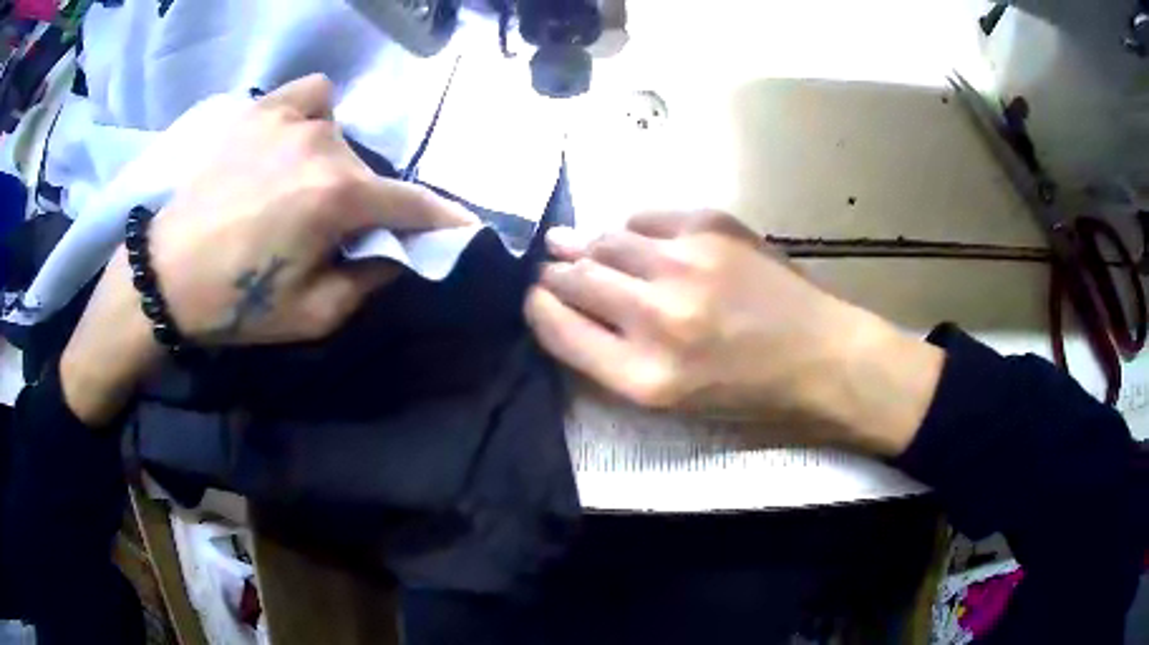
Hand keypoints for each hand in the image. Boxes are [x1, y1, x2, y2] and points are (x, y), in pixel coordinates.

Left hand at [61, 74, 475, 425]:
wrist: (167, 276)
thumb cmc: (237, 303)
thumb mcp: (315, 315)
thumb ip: (371, 280)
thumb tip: (398, 250)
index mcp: (338, 197)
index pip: (413, 203)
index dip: (443, 218)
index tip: (462, 226)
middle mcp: (324, 144)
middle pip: (371, 173)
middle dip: (365, 206)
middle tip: (331, 233)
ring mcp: (291, 118)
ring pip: (343, 136)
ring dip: (336, 167)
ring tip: (299, 188)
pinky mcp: (261, 109)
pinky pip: (312, 96)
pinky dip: (315, 115)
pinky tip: (293, 139)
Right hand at [525, 211, 943, 455]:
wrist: (821, 354)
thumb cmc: (747, 391)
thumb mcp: (671, 401)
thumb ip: (610, 356)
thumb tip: (566, 303)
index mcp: (644, 376)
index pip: (555, 326)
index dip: (537, 307)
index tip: (537, 297)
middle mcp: (657, 316)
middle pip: (571, 277)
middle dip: (554, 274)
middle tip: (554, 269)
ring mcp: (685, 263)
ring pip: (602, 240)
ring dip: (588, 247)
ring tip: (588, 250)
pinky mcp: (710, 226)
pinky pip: (642, 217)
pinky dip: (632, 230)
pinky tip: (641, 242)